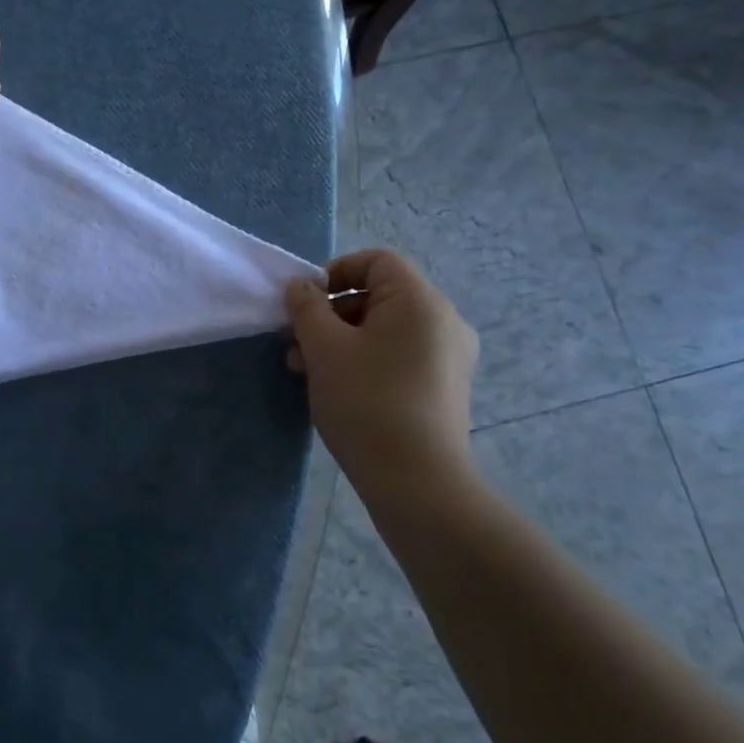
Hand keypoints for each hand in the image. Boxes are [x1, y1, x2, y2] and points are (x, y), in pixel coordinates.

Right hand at [284, 250, 478, 490]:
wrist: (417, 481)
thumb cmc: (367, 401)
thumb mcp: (324, 349)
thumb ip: (307, 308)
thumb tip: (300, 287)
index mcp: (419, 300)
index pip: (376, 261)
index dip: (335, 272)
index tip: (304, 303)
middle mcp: (443, 320)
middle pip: (379, 296)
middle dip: (330, 313)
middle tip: (294, 342)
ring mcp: (448, 357)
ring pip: (385, 330)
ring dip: (341, 340)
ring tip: (304, 370)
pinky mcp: (444, 388)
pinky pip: (399, 356)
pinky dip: (365, 360)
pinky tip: (336, 387)